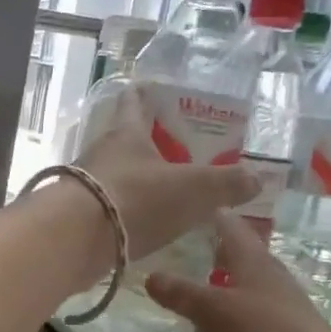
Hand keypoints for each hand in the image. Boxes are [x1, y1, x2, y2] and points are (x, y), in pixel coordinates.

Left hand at [77, 87, 259, 260]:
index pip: (136, 101)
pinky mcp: (77, 217)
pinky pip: (109, 207)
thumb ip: (226, 183)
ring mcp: (85, 185)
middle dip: (151, 144)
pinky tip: (144, 225)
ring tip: (167, 192)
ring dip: (139, 181)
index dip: (149, 94)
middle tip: (180, 152)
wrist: (74, 240)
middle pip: (127, 141)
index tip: (158, 90)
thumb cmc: (136, 198)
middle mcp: (102, 153)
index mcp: (127, 132)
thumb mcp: (193, 189)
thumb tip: (256, 177)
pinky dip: (127, 212)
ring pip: (118, 175)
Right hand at [146, 212, 330, 331]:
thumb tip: (150, 276)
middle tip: (183, 258)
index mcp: (252, 260)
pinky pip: (249, 316)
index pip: (231, 227)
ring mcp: (280, 304)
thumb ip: (179, 293)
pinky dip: (228, 321)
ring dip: (216, 295)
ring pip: (241, 289)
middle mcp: (269, 275)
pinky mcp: (285, 331)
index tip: (193, 208)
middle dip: (211, 258)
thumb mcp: (210, 310)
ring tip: (188, 312)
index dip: (213, 216)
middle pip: (238, 257)